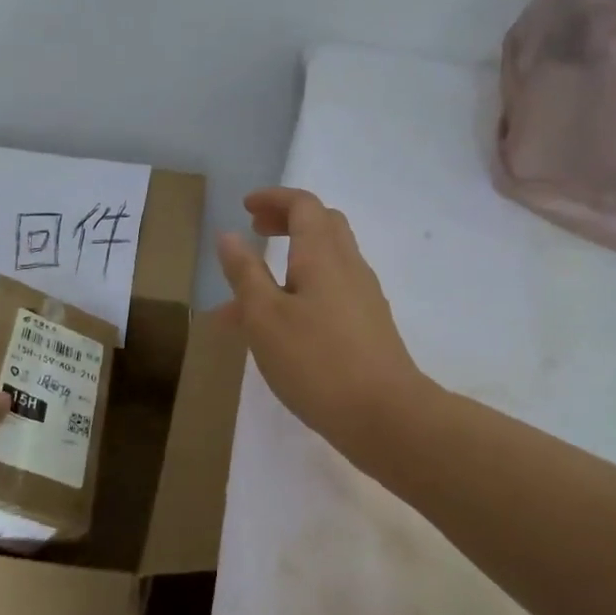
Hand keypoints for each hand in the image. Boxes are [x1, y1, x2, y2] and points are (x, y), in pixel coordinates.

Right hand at [216, 188, 430, 459]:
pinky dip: (302, 291)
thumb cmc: (317, 361)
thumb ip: (245, 273)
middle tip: (256, 231)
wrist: (386, 415)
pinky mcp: (369, 326)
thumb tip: (229, 235)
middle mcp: (349, 266)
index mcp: (323, 254)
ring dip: (289, 262)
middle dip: (287, 221)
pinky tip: (280, 328)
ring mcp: (364, 297)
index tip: (246, 208)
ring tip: (249, 295)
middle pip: (322, 225)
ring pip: (326, 262)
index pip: (303, 205)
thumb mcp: (265, 317)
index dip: (274, 199)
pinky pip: (331, 292)